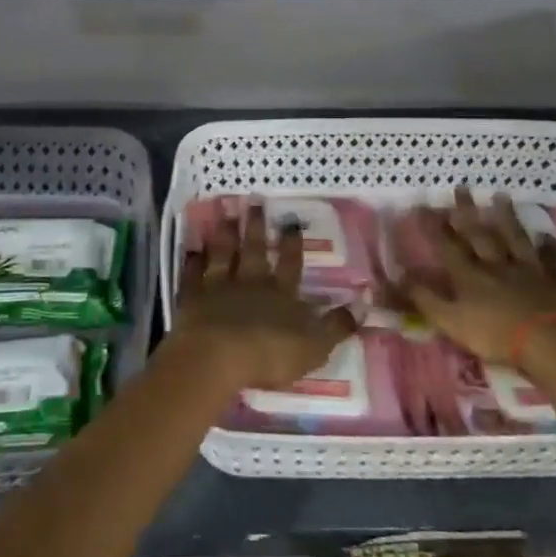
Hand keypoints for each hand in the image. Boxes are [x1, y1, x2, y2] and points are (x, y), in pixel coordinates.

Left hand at [168, 204, 355, 391]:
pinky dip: (193, 262)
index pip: (290, 264)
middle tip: (253, 201)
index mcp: (282, 294)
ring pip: (223, 254)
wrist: (217, 356)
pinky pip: (192, 275)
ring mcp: (219, 287)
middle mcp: (251, 283)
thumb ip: (337, 326)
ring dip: (225, 234)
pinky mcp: (192, 298)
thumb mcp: (315, 345)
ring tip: (226, 214)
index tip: (291, 222)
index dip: (292, 244)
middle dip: (255, 226)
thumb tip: (362, 306)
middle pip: (254, 250)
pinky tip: (192, 249)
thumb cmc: (270, 353)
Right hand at [391, 188, 555, 367]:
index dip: (433, 226)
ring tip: (500, 196)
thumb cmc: (496, 335)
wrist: (551, 343)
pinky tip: (547, 234)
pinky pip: (552, 259)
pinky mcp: (555, 281)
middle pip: (479, 234)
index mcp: (469, 276)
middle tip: (461, 187)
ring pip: (515, 238)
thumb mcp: (450, 322)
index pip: (447, 245)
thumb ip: (424, 299)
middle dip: (467, 211)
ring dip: (507, 217)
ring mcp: (528, 270)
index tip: (423, 206)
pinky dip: (549, 246)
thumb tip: (399, 276)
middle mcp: (496, 265)